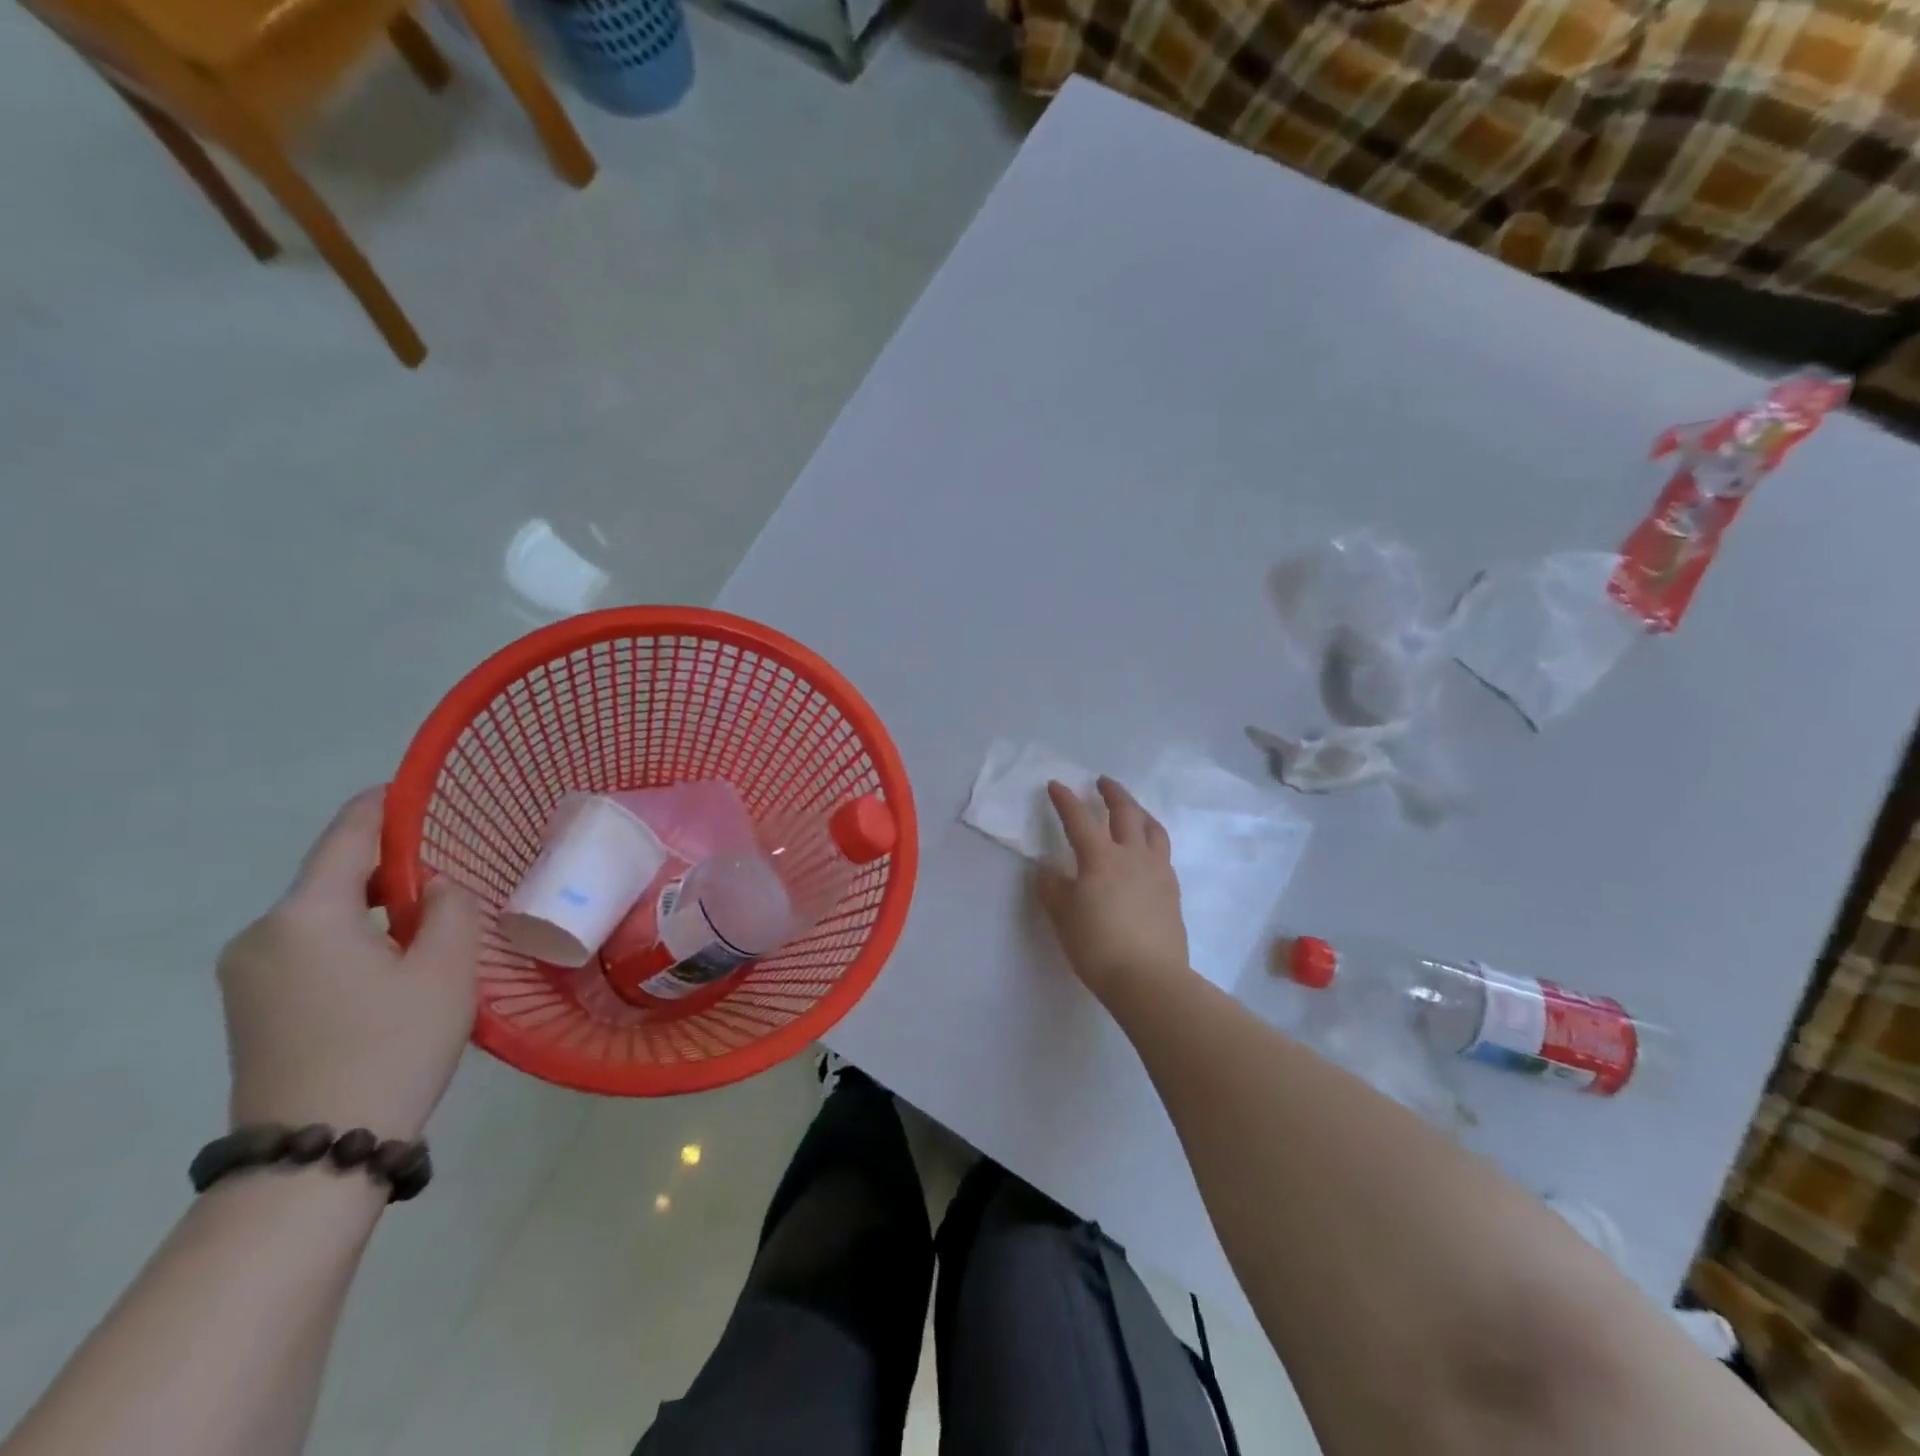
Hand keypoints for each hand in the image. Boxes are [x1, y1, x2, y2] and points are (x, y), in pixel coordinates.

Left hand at [216, 788, 481, 1140]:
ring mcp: (247, 974)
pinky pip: (310, 947)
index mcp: (306, 915)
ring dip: (377, 907)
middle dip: (392, 867)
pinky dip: (354, 938)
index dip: (385, 806)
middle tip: (453, 874)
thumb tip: (436, 888)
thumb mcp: (448, 968)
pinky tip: (394, 964)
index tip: (419, 789)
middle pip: (333, 876)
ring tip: (433, 924)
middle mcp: (262, 934)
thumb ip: (452, 908)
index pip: (348, 836)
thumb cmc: (394, 1046)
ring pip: (324, 914)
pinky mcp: (250, 1006)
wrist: (319, 1153)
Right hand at [1037, 776, 1189, 1001]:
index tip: (1056, 785)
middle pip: (1125, 812)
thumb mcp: (1063, 917)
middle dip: (1112, 793)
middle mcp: (1132, 855)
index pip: (1079, 819)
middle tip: (1103, 782)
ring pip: (1152, 828)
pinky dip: (1152, 840)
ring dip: (1139, 811)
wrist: (1149, 979)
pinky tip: (1147, 850)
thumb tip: (1048, 869)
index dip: (1066, 800)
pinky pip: (1163, 853)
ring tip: (1132, 809)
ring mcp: (1157, 871)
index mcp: (1100, 858)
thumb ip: (1053, 888)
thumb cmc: (1097, 946)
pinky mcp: (1172, 891)